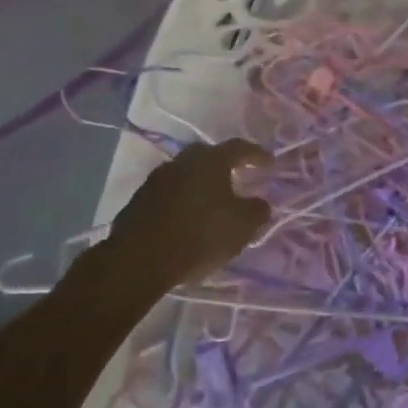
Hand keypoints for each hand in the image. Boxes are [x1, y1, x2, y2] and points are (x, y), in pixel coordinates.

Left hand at [84, 139, 273, 290]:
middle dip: (224, 165)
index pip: (239, 147)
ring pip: (185, 174)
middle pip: (208, 156)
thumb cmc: (200, 235)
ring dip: (199, 184)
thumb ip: (257, 210)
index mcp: (211, 160)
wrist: (139, 260)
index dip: (257, 154)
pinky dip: (180, 201)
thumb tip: (261, 203)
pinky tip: (186, 219)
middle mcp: (182, 161)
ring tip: (210, 202)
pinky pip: (167, 194)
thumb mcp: (242, 226)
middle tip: (236, 177)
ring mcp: (156, 180)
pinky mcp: (138, 201)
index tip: (269, 163)